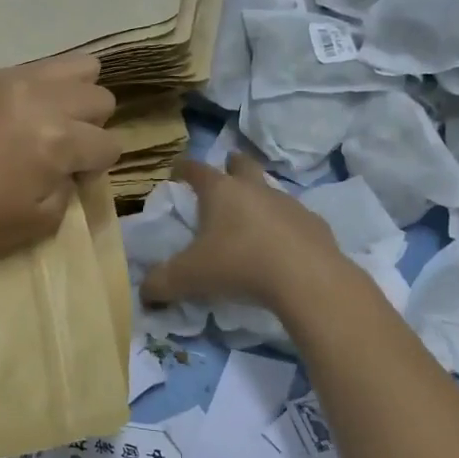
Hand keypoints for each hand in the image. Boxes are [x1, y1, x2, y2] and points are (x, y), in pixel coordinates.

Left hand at [0, 53, 120, 263]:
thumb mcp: (41, 220)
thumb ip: (71, 187)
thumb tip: (73, 166)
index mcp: (58, 141)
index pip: (110, 143)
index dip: (97, 167)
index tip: (72, 178)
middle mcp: (42, 100)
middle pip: (100, 98)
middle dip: (90, 127)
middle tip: (61, 148)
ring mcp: (12, 80)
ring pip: (77, 66)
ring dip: (73, 96)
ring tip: (48, 120)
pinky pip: (35, 67)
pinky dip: (40, 88)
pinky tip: (16, 113)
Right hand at [140, 153, 349, 311]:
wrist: (307, 279)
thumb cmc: (239, 265)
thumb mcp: (189, 278)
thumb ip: (161, 283)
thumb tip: (144, 292)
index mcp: (221, 191)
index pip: (196, 169)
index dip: (184, 168)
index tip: (177, 170)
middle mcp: (255, 189)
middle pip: (242, 165)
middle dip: (232, 165)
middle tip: (225, 172)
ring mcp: (289, 204)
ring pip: (271, 191)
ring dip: (260, 198)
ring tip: (252, 219)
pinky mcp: (315, 224)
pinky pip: (295, 220)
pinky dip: (285, 228)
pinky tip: (282, 248)